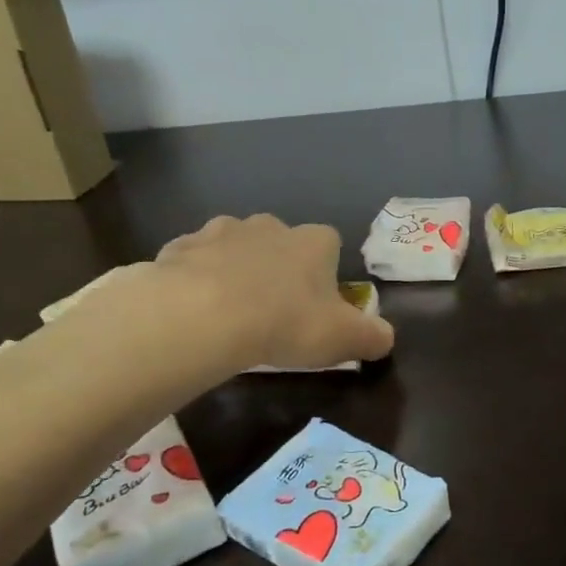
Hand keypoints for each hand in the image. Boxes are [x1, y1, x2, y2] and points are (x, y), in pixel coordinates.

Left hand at [156, 214, 394, 370]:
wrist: (204, 314)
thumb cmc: (286, 322)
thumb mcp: (343, 338)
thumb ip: (372, 337)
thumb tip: (385, 338)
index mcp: (314, 242)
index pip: (330, 245)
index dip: (325, 274)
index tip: (317, 305)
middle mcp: (270, 226)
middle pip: (280, 242)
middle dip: (278, 267)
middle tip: (273, 309)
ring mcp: (221, 232)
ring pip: (234, 247)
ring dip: (234, 269)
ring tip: (229, 310)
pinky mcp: (180, 248)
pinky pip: (193, 261)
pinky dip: (195, 278)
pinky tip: (192, 309)